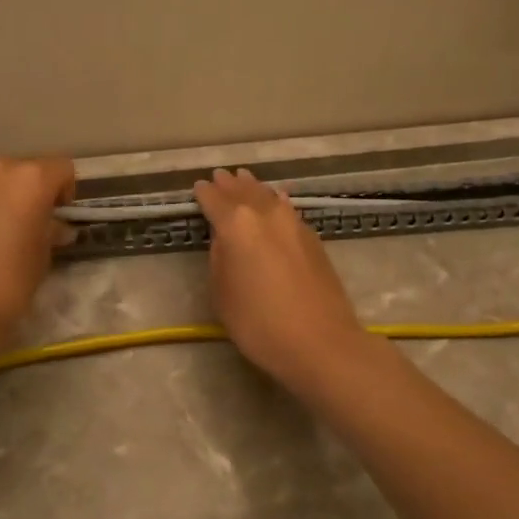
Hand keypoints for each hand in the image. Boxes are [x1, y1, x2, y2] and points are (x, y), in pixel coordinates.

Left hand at [0, 156, 76, 354]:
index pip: (62, 169)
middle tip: (30, 228)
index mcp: (29, 180)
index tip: (58, 221)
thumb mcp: (42, 259)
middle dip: (31, 193)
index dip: (65, 194)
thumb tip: (53, 227)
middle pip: (24, 170)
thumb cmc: (6, 285)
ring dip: (1, 199)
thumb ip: (50, 232)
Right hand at [191, 168, 367, 390]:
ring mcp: (293, 223)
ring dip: (253, 188)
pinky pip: (287, 208)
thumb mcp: (222, 294)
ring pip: (268, 196)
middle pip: (243, 192)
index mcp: (236, 225)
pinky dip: (275, 201)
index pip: (215, 201)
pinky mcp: (313, 237)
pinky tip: (276, 200)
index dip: (204, 194)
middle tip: (220, 176)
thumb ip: (220, 258)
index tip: (198, 187)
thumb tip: (225, 239)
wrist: (320, 341)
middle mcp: (265, 214)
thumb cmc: (259, 323)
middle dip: (229, 185)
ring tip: (244, 180)